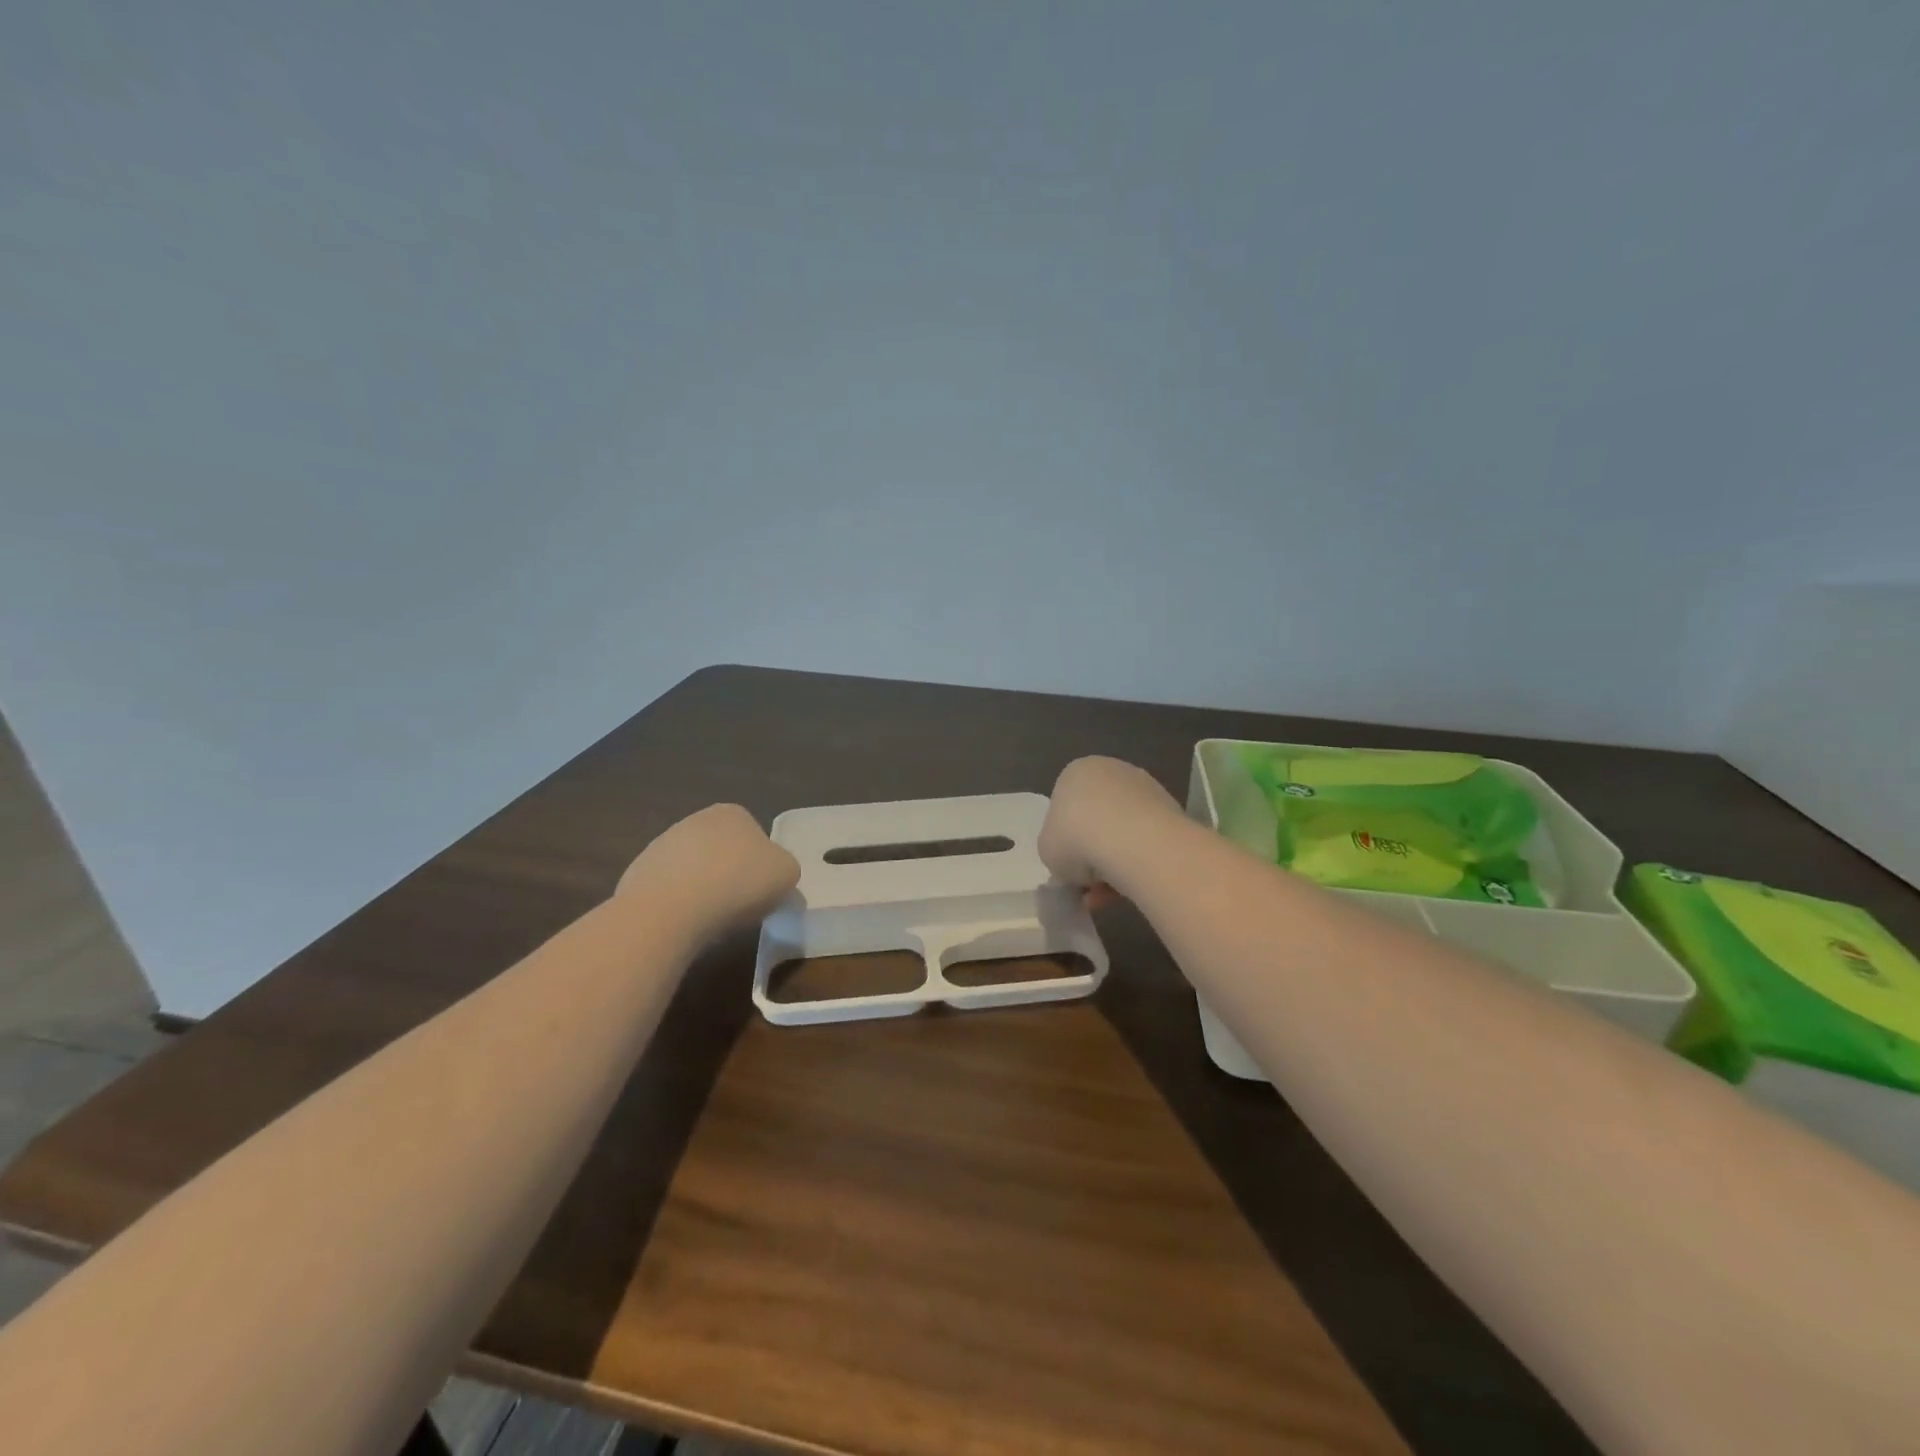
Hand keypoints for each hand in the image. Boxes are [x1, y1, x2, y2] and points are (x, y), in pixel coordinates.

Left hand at [617, 804, 799, 935]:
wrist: (670, 910)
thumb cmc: (738, 883)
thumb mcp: (787, 874)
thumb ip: (784, 868)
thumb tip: (772, 875)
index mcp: (733, 813)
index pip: (755, 835)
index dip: (761, 865)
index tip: (762, 890)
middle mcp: (695, 820)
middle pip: (722, 851)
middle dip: (730, 875)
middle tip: (739, 906)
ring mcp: (662, 845)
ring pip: (694, 870)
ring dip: (703, 890)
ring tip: (710, 920)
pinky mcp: (638, 873)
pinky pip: (669, 890)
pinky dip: (678, 905)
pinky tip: (684, 923)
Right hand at [1039, 756, 1181, 897]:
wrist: (1132, 841)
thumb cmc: (1076, 838)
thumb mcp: (1047, 850)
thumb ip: (1056, 850)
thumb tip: (1073, 861)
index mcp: (1077, 772)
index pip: (1066, 806)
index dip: (1065, 841)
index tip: (1068, 866)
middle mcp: (1113, 772)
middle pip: (1097, 819)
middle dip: (1092, 853)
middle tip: (1088, 884)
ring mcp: (1146, 789)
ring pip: (1123, 833)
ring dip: (1114, 864)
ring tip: (1108, 896)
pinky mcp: (1172, 810)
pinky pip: (1147, 842)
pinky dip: (1138, 864)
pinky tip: (1130, 889)